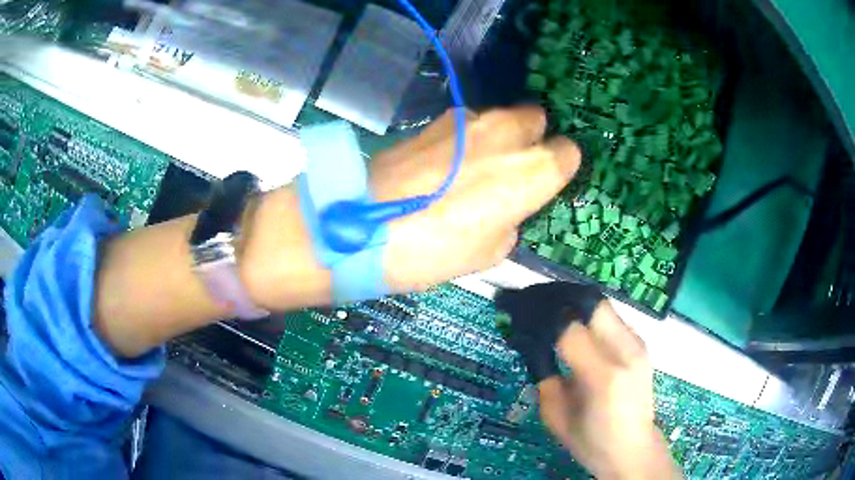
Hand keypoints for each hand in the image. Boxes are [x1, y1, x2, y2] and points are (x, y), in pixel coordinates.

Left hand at [374, 106, 579, 291]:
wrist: (368, 227)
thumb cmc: (438, 250)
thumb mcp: (491, 251)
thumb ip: (512, 217)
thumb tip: (505, 204)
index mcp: (534, 170)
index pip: (569, 152)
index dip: (557, 168)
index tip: (542, 183)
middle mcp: (508, 133)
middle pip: (537, 117)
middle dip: (531, 137)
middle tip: (510, 166)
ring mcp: (469, 120)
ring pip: (500, 116)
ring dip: (496, 135)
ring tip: (470, 165)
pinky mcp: (436, 119)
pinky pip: (466, 123)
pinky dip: (465, 137)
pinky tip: (443, 162)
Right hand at [538, 302, 681, 479]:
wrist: (633, 447)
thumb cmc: (590, 441)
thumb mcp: (555, 416)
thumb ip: (545, 378)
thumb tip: (534, 345)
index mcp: (602, 376)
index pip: (568, 329)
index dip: (542, 317)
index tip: (520, 313)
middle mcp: (625, 353)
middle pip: (591, 304)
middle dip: (561, 299)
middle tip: (538, 304)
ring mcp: (638, 346)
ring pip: (603, 306)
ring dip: (576, 306)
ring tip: (554, 314)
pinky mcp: (641, 346)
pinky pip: (612, 319)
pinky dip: (590, 317)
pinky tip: (578, 328)